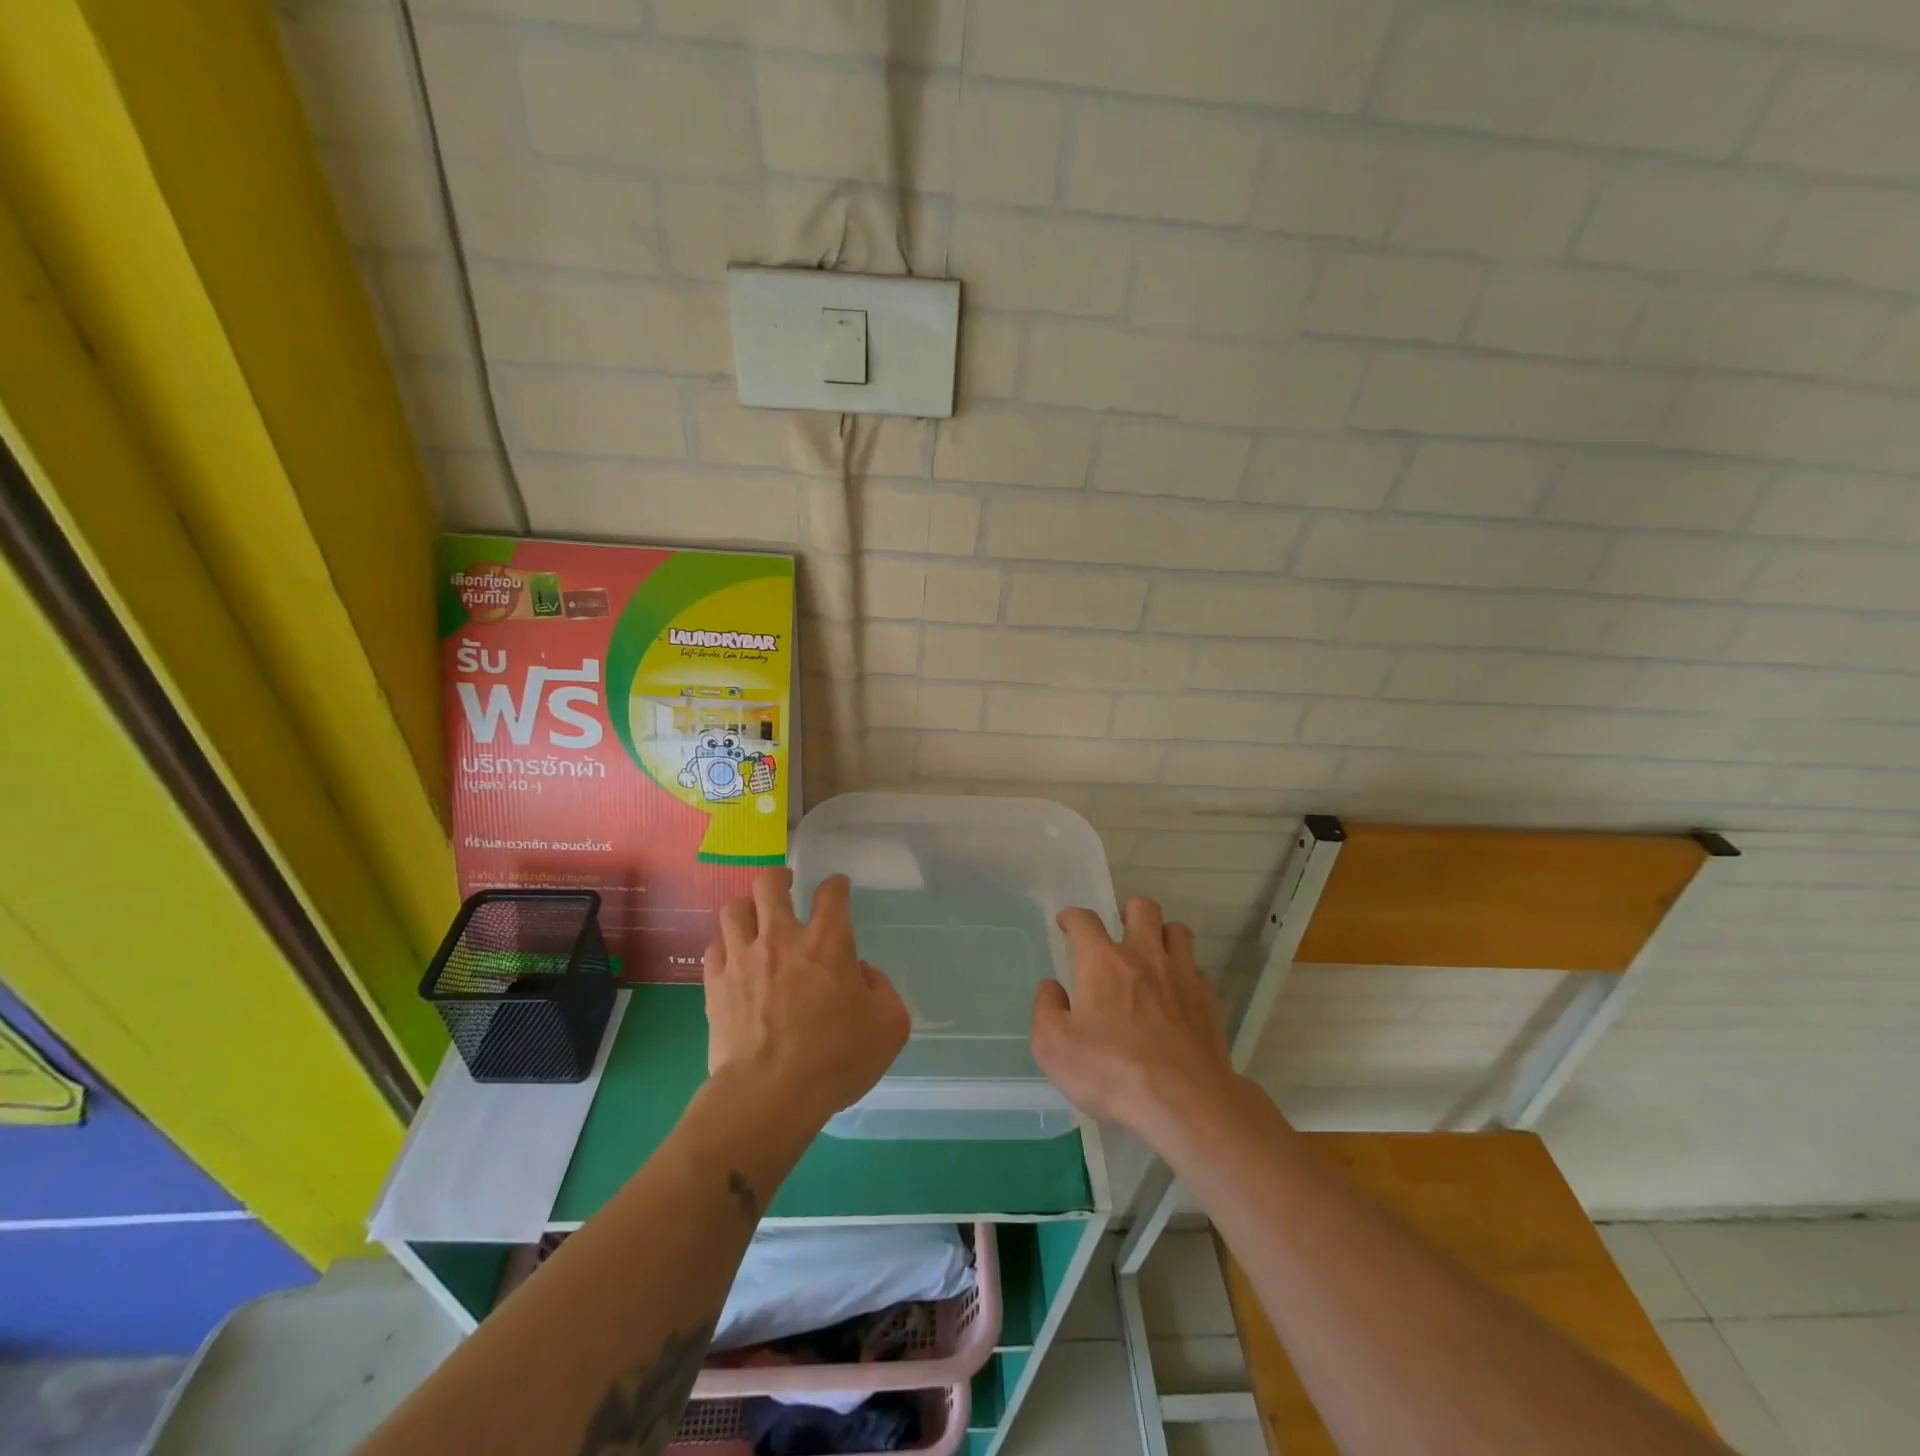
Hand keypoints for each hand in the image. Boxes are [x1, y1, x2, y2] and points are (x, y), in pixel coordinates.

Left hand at [704, 868, 910, 1128]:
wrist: (769, 1095)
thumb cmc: (836, 1059)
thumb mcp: (889, 1025)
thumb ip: (881, 988)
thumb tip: (860, 974)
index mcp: (828, 941)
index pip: (831, 893)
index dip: (836, 885)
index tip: (837, 888)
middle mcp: (782, 937)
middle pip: (770, 882)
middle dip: (780, 877)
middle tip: (787, 886)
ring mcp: (743, 958)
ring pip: (735, 908)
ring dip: (748, 908)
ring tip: (756, 918)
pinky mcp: (715, 984)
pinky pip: (714, 946)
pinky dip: (726, 944)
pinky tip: (734, 956)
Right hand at [1031, 897, 1241, 1137]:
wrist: (1183, 1101)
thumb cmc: (1111, 1070)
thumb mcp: (1054, 1047)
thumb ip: (1046, 1009)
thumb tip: (1052, 988)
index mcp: (1103, 961)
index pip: (1085, 920)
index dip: (1073, 917)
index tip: (1067, 923)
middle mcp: (1144, 956)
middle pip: (1142, 908)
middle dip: (1128, 912)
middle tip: (1119, 931)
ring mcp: (1181, 975)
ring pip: (1177, 930)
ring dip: (1162, 935)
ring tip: (1153, 954)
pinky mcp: (1208, 1000)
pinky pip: (1197, 969)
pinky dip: (1185, 973)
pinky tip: (1176, 994)